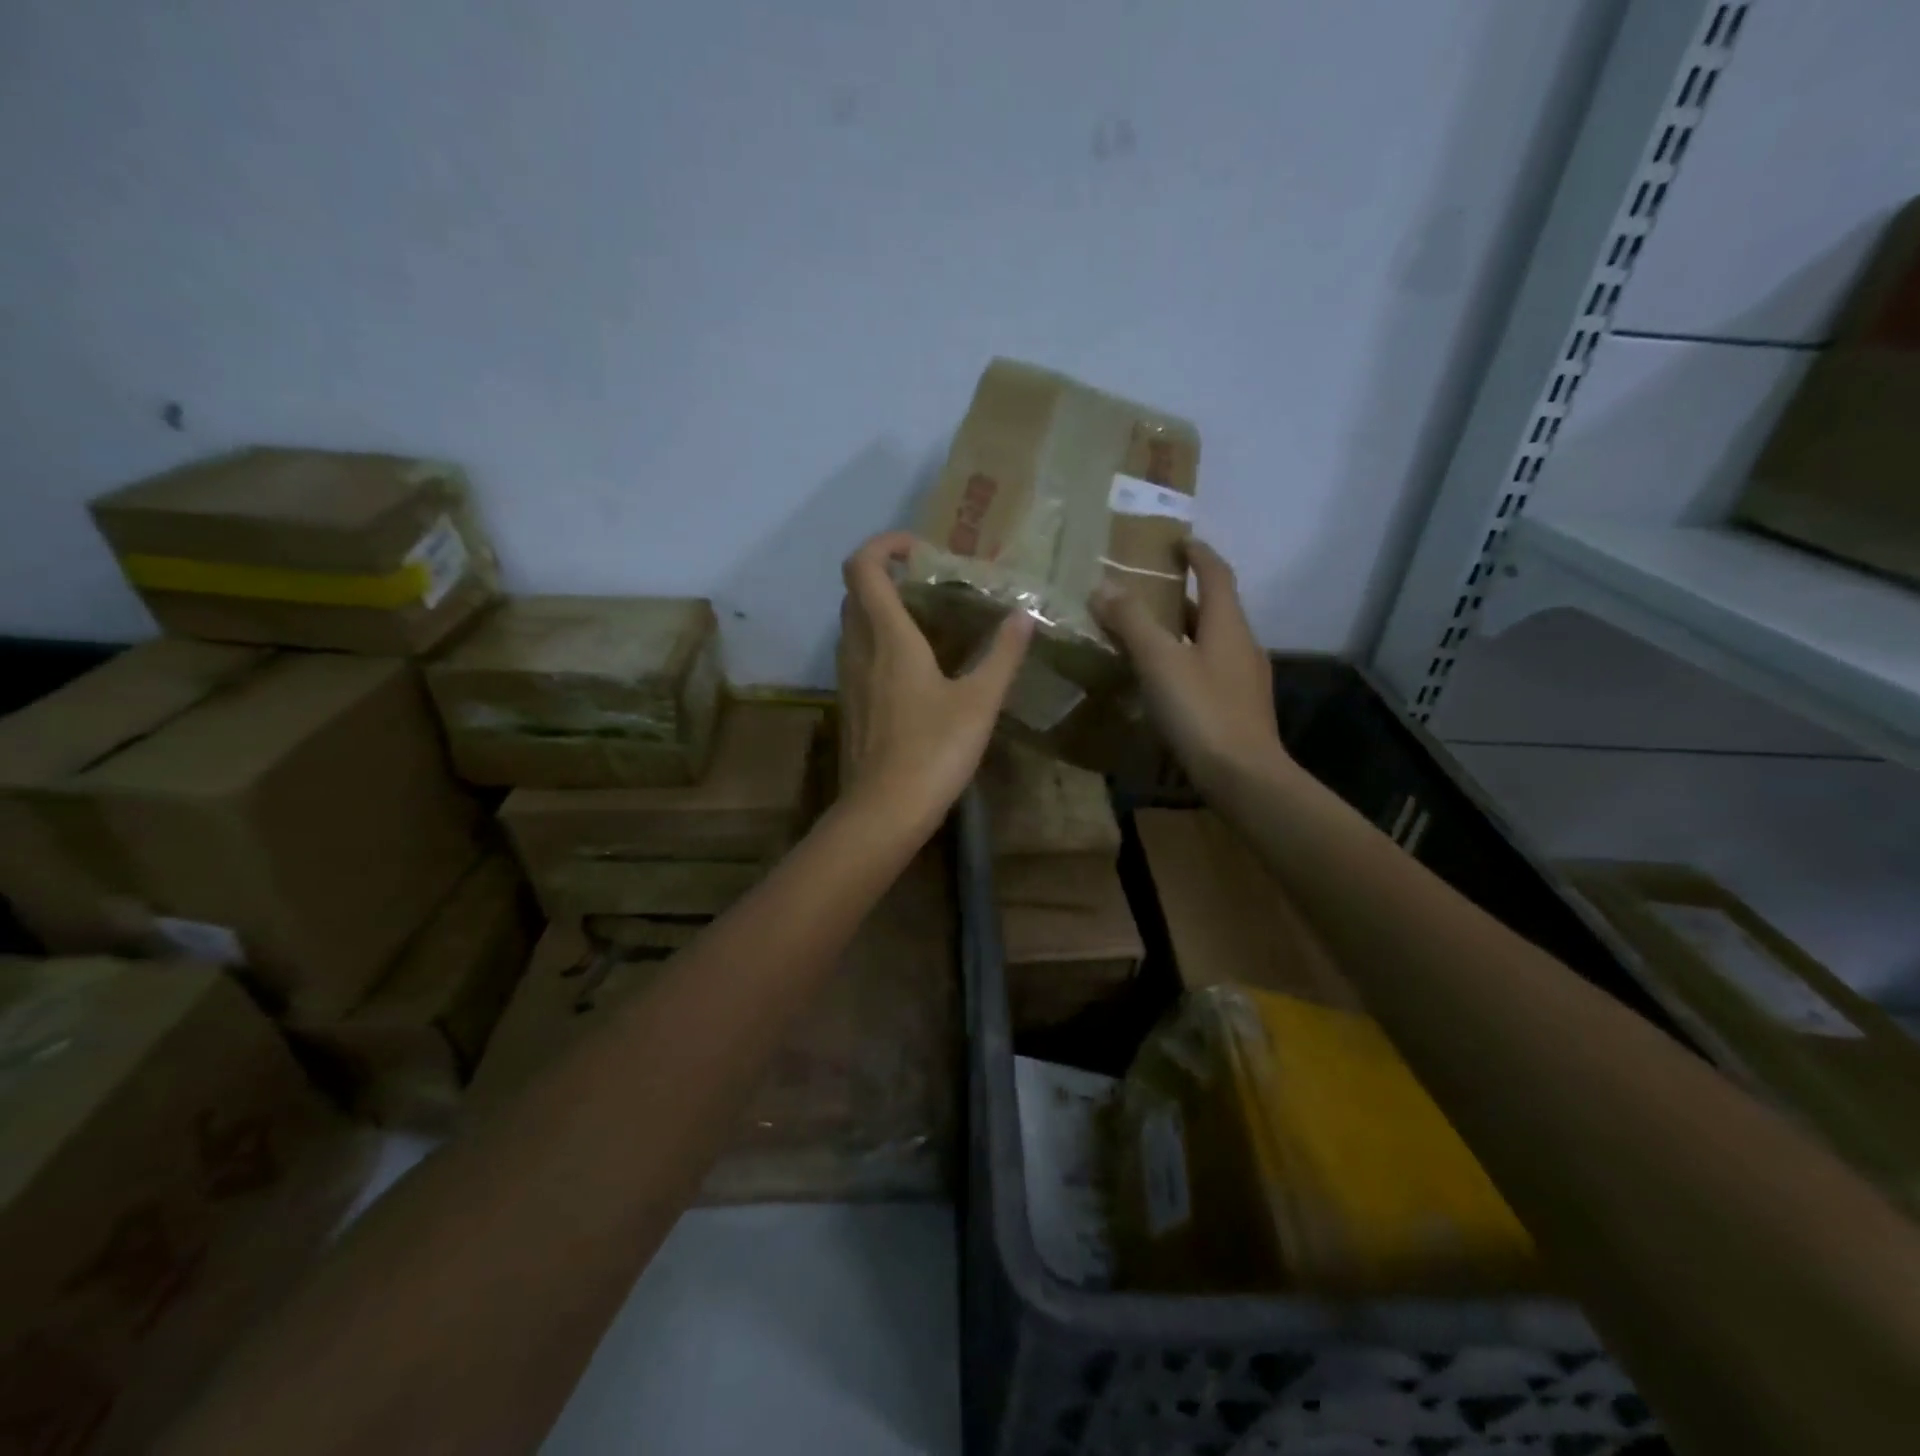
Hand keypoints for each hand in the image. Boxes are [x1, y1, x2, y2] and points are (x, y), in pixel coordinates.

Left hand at [837, 531, 1034, 833]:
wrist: (885, 810)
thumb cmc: (934, 751)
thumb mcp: (980, 701)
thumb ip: (1002, 655)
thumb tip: (1023, 616)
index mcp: (888, 637)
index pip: (863, 567)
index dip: (885, 545)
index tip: (921, 550)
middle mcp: (858, 648)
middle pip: (855, 591)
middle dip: (886, 574)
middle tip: (930, 583)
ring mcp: (848, 677)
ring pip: (853, 623)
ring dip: (881, 608)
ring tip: (928, 621)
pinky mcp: (849, 703)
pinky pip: (857, 653)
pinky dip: (878, 640)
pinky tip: (915, 667)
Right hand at [1091, 539, 1287, 791]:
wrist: (1244, 777)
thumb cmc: (1202, 711)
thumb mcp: (1159, 662)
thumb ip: (1132, 623)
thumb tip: (1103, 587)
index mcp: (1228, 624)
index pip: (1217, 574)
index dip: (1198, 554)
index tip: (1177, 542)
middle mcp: (1242, 645)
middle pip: (1214, 609)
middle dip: (1183, 596)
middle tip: (1147, 592)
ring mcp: (1244, 679)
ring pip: (1210, 642)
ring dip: (1182, 632)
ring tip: (1146, 637)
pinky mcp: (1238, 708)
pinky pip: (1208, 671)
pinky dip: (1185, 663)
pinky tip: (1163, 683)